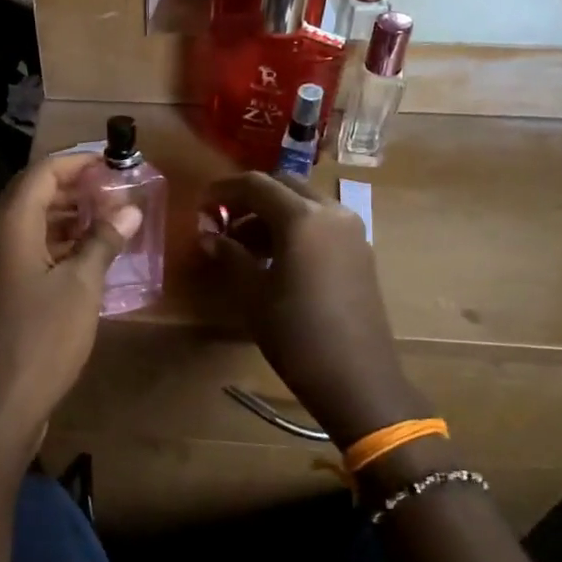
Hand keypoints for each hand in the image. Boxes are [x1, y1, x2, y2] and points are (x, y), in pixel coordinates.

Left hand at [0, 155, 139, 469]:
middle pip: (30, 195)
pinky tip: (85, 257)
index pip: (41, 173)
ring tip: (106, 219)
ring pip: (27, 225)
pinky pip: (24, 251)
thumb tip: (130, 209)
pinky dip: (54, 244)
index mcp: (8, 226)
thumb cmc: (41, 340)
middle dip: (72, 187)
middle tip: (113, 189)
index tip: (112, 162)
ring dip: (65, 216)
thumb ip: (103, 241)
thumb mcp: (81, 287)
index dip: (77, 162)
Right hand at [200, 172, 427, 449]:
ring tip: (243, 244)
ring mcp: (351, 231)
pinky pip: (321, 222)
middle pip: (283, 185)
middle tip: (222, 221)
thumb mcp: (252, 294)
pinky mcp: (360, 251)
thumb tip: (209, 235)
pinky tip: (275, 257)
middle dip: (249, 197)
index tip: (201, 205)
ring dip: (272, 213)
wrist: (357, 378)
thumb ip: (230, 255)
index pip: (256, 184)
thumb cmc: (296, 335)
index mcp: (302, 218)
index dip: (223, 190)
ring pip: (304, 203)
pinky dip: (294, 227)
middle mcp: (331, 213)